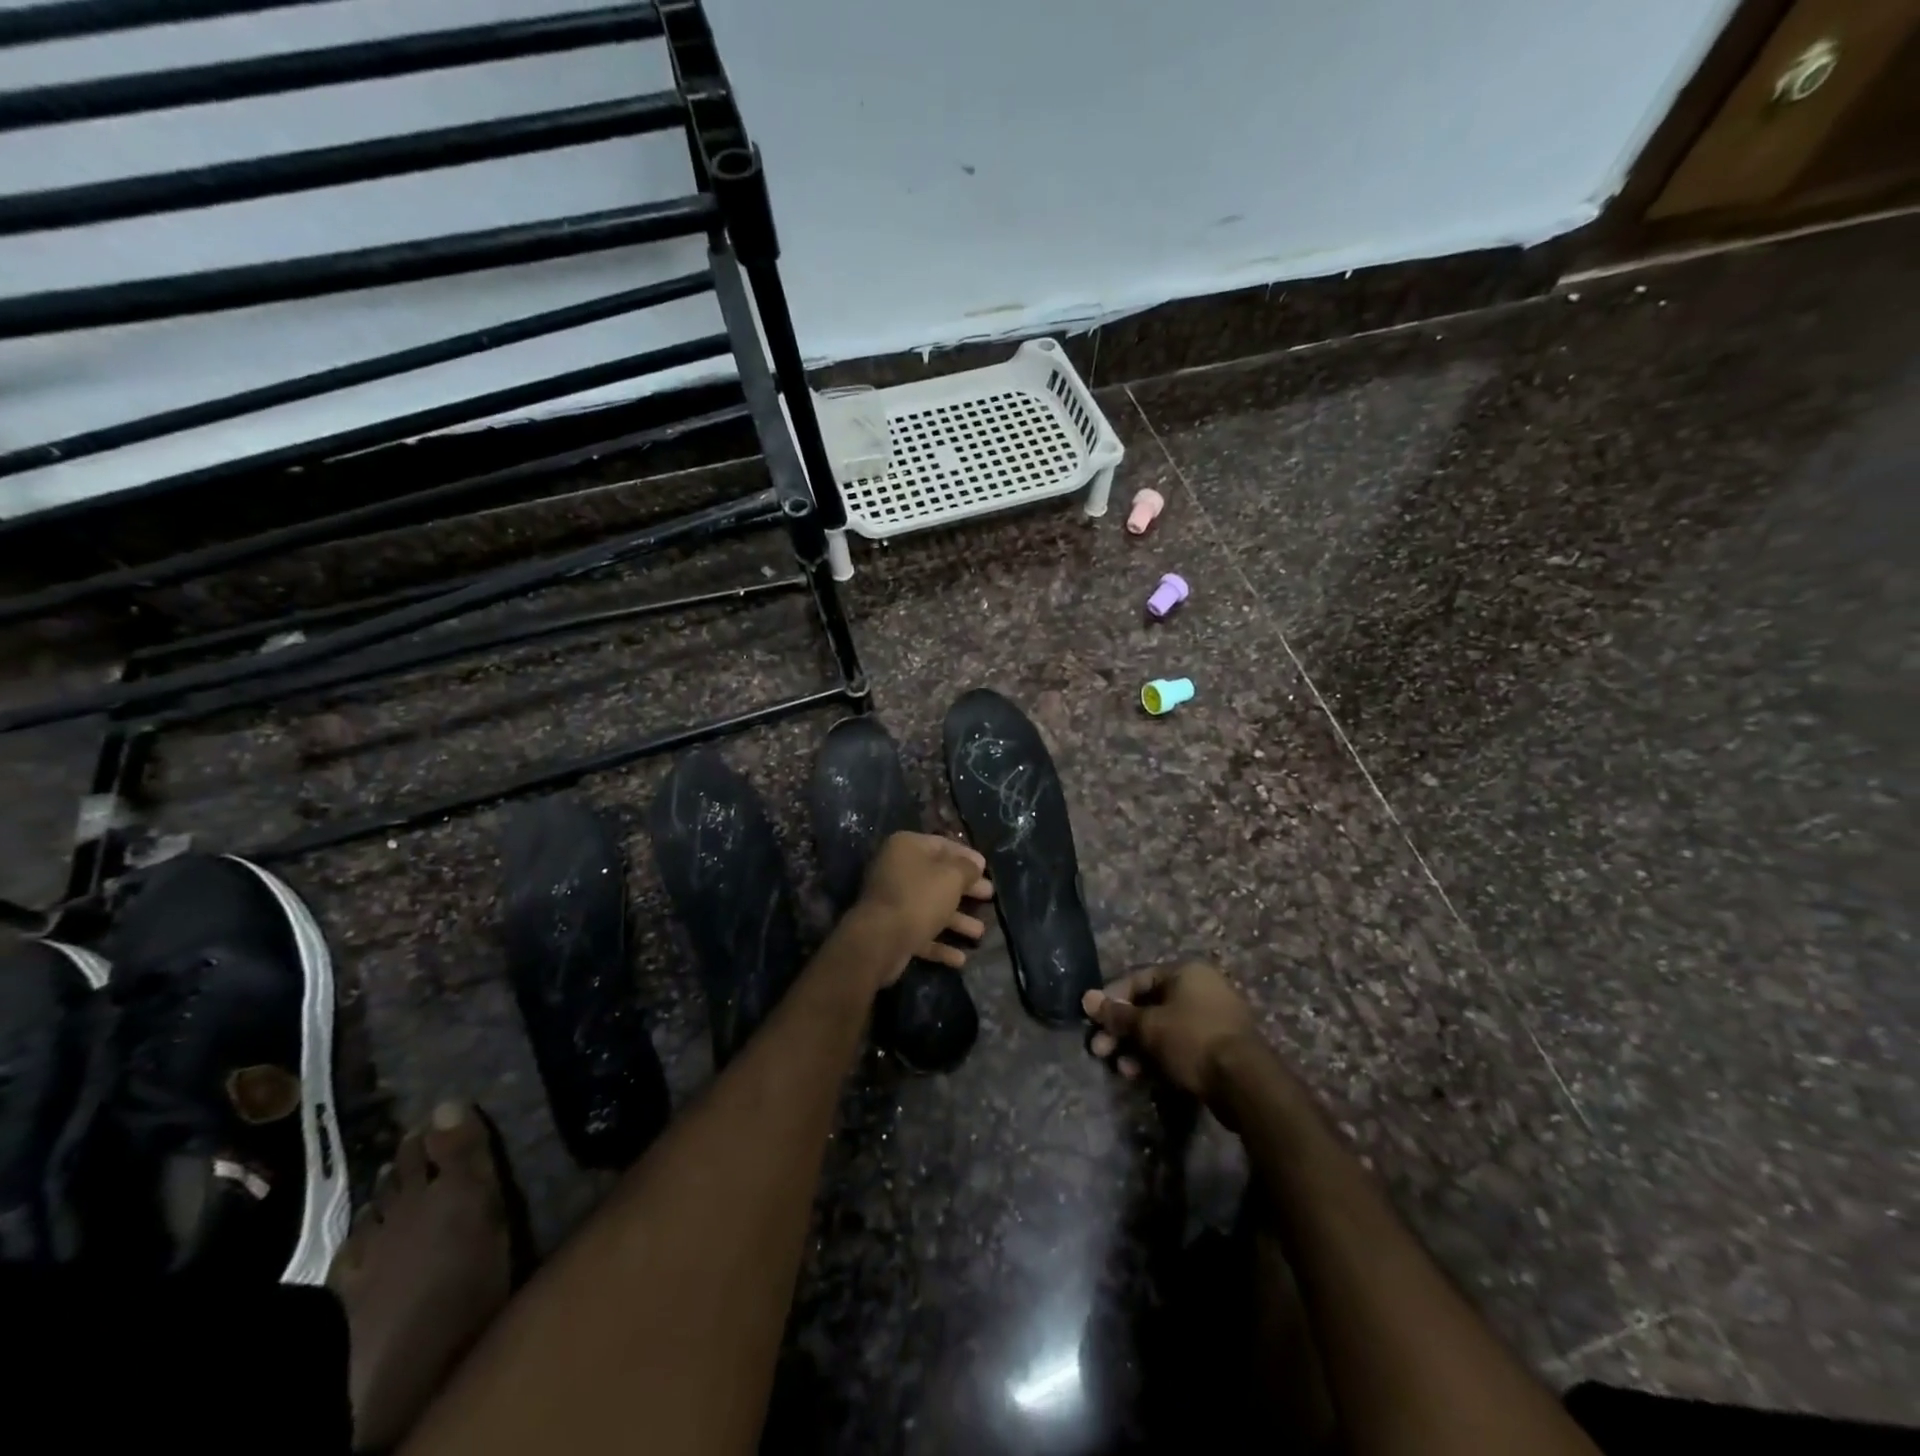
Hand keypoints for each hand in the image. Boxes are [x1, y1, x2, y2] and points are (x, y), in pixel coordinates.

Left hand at [854, 832, 992, 986]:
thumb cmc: (919, 898)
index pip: (942, 845)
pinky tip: (961, 958)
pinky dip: (940, 944)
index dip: (966, 856)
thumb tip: (975, 863)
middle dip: (965, 889)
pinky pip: (922, 933)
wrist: (880, 941)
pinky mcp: (893, 930)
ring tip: (980, 932)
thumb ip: (967, 868)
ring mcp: (893, 902)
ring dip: (957, 920)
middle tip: (989, 895)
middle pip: (938, 877)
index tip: (985, 867)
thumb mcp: (951, 877)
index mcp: (907, 848)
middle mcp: (897, 871)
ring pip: (932, 908)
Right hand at [1083, 962, 1261, 1108]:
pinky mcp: (1219, 1047)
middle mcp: (1201, 988)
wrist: (1244, 1083)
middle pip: (1150, 1005)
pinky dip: (1159, 1057)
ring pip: (1164, 1028)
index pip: (1138, 978)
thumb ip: (1117, 1014)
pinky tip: (1142, 1076)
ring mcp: (1213, 1018)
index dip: (1112, 999)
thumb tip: (1087, 998)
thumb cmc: (1192, 1040)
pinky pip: (1180, 1045)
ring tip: (1122, 1069)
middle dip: (1122, 1029)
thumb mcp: (1149, 1026)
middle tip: (1101, 1050)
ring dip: (1138, 1047)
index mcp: (1186, 972)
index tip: (1093, 1020)